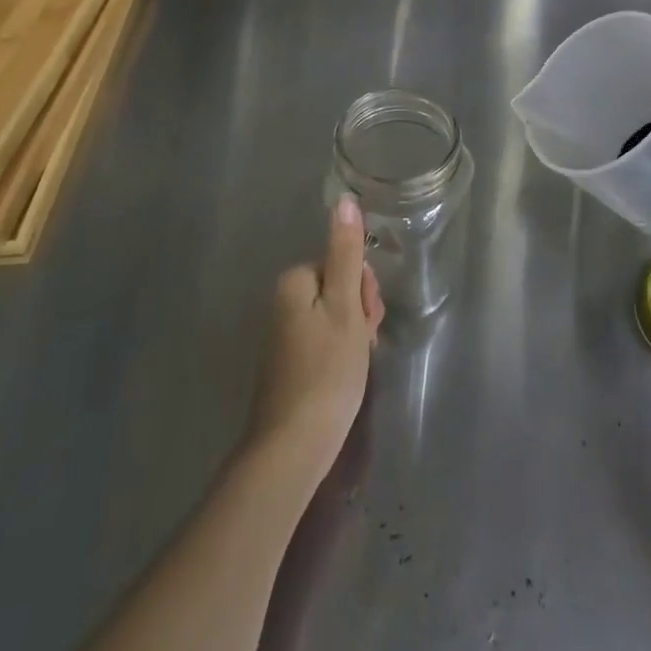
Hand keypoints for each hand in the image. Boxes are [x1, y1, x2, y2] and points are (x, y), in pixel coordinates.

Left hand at [246, 196, 384, 488]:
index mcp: (294, 282)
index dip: (363, 290)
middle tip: (362, 344)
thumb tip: (344, 200)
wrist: (291, 450)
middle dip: (358, 311)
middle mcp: (283, 302)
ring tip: (356, 365)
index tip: (366, 320)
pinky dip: (339, 356)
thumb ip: (346, 252)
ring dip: (353, 335)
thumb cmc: (326, 372)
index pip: (343, 264)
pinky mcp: (287, 365)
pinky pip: (323, 342)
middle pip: (337, 288)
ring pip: (334, 317)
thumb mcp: (344, 306)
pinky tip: (344, 378)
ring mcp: (283, 336)